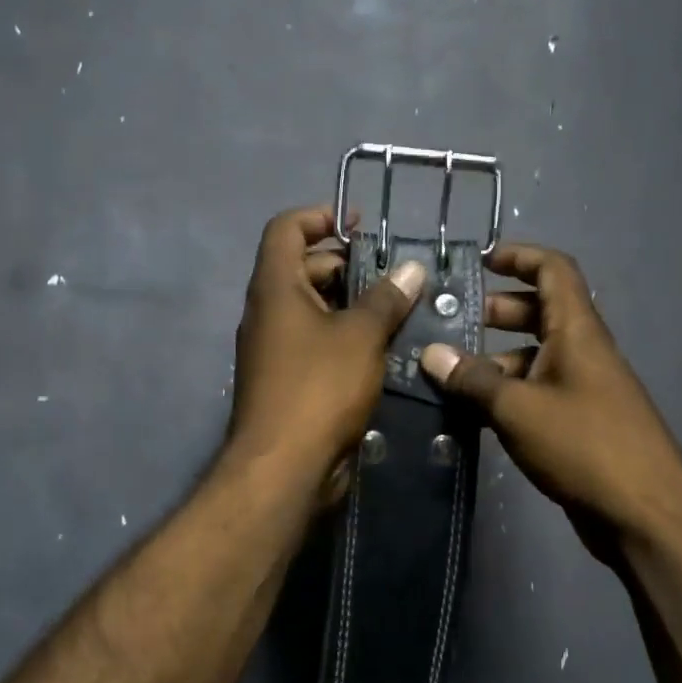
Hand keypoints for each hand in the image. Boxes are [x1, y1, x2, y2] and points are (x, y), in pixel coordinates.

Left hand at [227, 207, 426, 479]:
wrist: (284, 467)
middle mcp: (268, 311)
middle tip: (394, 277)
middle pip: (303, 268)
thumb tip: (412, 269)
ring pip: (314, 309)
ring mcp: (275, 348)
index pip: (287, 228)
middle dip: (348, 265)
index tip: (360, 226)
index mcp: (275, 287)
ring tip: (399, 311)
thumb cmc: (319, 388)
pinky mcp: (287, 380)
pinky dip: (346, 337)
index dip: (321, 216)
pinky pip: (317, 343)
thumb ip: (386, 299)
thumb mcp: (361, 336)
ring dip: (352, 305)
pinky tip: (384, 349)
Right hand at [419, 243, 681, 568]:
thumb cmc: (584, 446)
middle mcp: (583, 352)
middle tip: (453, 325)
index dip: (520, 256)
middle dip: (498, 312)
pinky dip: (508, 394)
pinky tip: (475, 413)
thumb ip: (473, 380)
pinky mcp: (580, 424)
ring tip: (451, 375)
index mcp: (578, 332)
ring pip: (536, 357)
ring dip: (497, 359)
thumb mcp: (518, 409)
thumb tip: (431, 353)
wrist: (645, 516)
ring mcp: (584, 389)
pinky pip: (539, 392)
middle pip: (541, 312)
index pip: (554, 270)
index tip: (481, 261)